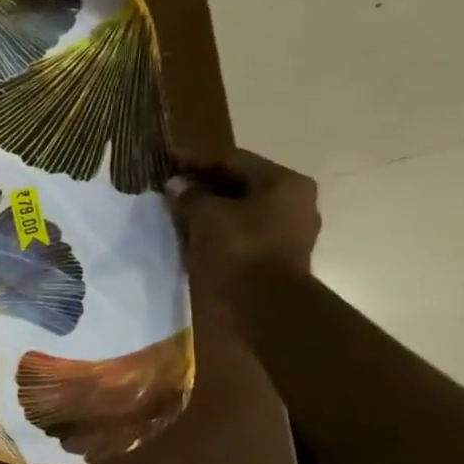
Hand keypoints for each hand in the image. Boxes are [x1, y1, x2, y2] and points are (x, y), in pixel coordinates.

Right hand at [165, 149, 320, 298]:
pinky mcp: (277, 254)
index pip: (234, 160)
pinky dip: (219, 228)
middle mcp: (295, 201)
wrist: (263, 303)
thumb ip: (189, 195)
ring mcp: (289, 230)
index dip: (197, 160)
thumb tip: (176, 185)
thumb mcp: (205, 215)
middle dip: (204, 185)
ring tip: (178, 211)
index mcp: (284, 183)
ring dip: (210, 208)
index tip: (168, 162)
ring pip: (241, 209)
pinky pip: (244, 231)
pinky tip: (194, 233)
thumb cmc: (238, 248)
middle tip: (171, 188)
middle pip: (241, 184)